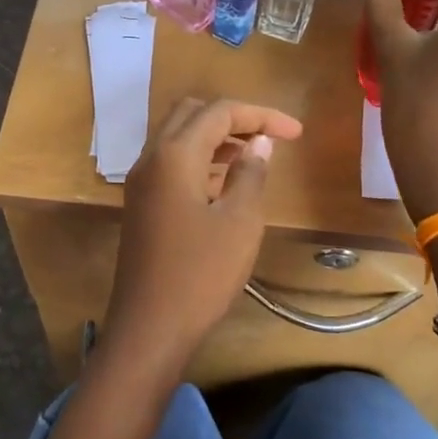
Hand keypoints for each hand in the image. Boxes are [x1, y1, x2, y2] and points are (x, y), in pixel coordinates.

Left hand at [102, 97, 304, 374]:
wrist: (150, 326)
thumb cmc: (201, 273)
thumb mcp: (239, 222)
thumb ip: (250, 174)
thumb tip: (258, 142)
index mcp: (174, 154)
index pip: (219, 111)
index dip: (261, 115)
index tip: (296, 133)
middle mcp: (150, 158)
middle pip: (191, 114)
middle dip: (233, 118)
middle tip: (269, 138)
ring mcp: (141, 183)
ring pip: (178, 139)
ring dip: (215, 138)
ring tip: (254, 158)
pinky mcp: (141, 205)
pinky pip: (171, 165)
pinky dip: (200, 160)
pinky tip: (224, 183)